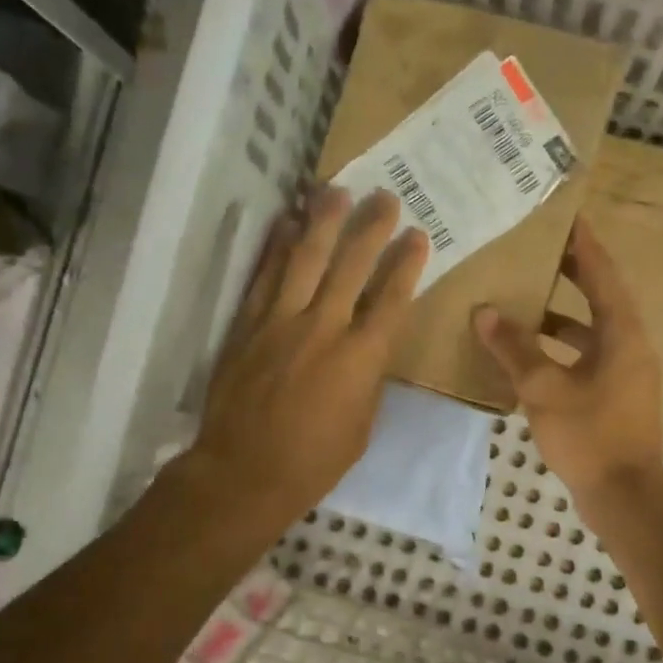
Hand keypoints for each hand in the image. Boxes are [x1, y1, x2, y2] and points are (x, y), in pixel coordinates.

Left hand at [184, 186, 427, 534]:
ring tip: (335, 190)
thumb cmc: (313, 461)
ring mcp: (281, 322)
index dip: (406, 264)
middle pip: (351, 266)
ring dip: (322, 222)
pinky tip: (286, 223)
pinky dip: (276, 248)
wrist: (244, 472)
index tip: (417, 236)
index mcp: (361, 358)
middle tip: (385, 198)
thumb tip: (368, 348)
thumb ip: (368, 378)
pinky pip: (264, 276)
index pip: (391, 299)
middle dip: (371, 228)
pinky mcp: (247, 325)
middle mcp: (324, 328)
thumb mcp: (361, 426)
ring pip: (304, 259)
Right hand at [473, 219, 662, 506]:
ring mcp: (625, 374)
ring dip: (560, 317)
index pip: (602, 275)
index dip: (583, 246)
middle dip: (571, 275)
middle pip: (600, 299)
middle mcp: (630, 346)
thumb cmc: (589, 436)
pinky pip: (586, 358)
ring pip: (591, 332)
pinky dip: (560, 350)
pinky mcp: (615, 397)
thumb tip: (485, 312)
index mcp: (622, 335)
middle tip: (539, 251)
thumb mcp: (544, 389)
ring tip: (523, 302)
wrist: (624, 497)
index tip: (566, 217)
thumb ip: (514, 348)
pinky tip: (528, 357)